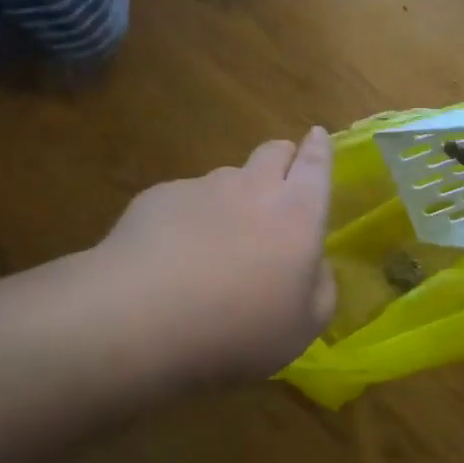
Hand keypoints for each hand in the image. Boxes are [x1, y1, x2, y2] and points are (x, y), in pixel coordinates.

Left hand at [95, 129, 336, 385]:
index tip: (318, 135)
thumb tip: (317, 266)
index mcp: (297, 214)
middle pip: (273, 152)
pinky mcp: (159, 197)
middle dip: (282, 157)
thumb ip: (320, 288)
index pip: (315, 165)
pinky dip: (187, 218)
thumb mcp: (303, 327)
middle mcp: (253, 187)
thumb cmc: (238, 327)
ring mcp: (202, 187)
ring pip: (227, 177)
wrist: (143, 316)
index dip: (319, 149)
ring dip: (232, 195)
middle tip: (279, 182)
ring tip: (216, 240)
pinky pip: (183, 200)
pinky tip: (170, 257)